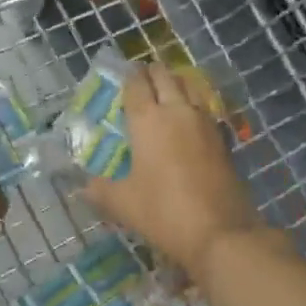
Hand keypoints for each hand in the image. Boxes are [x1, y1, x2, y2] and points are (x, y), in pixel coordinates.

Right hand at [82, 66, 262, 273]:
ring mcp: (204, 122)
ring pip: (190, 87)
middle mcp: (177, 111)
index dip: (128, 76)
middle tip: (142, 81)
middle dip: (152, 73)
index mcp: (148, 119)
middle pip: (165, 76)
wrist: (220, 232)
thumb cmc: (163, 211)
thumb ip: (100, 190)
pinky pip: (205, 108)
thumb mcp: (123, 204)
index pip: (136, 84)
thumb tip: (83, 187)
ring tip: (166, 92)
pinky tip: (188, 120)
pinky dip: (194, 104)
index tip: (122, 76)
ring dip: (177, 84)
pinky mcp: (222, 138)